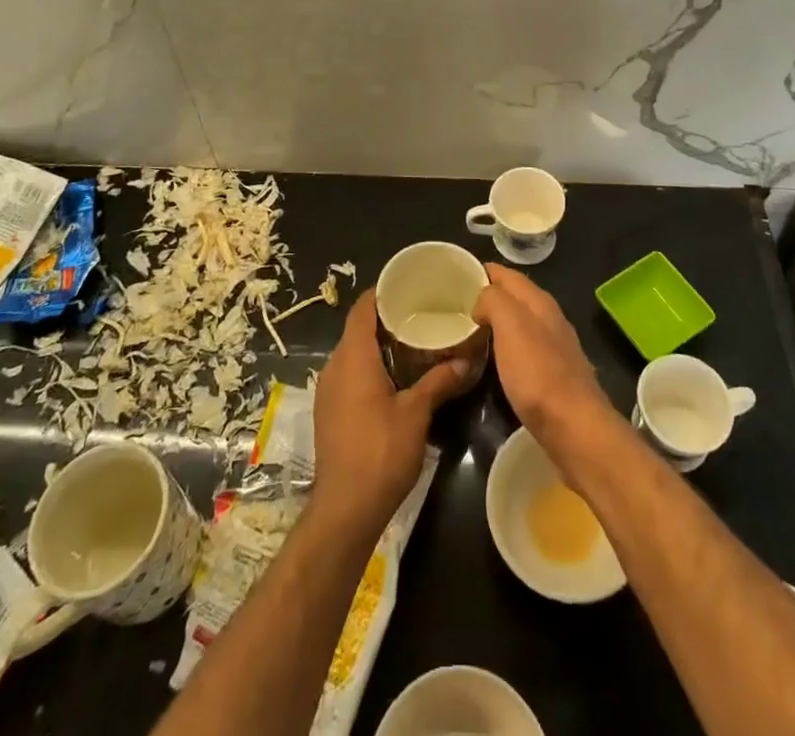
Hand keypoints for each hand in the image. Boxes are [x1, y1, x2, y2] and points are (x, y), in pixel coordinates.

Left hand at [312, 289, 469, 534]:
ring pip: (352, 354)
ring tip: (412, 343)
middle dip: (385, 319)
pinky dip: (369, 367)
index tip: (407, 285)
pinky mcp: (328, 411)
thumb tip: (466, 359)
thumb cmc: (381, 452)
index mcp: (353, 357)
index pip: (362, 309)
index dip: (382, 293)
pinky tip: (395, 378)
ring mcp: (327, 390)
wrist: (345, 509)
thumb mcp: (417, 414)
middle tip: (419, 313)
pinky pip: (348, 375)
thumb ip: (439, 381)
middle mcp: (334, 366)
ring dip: (378, 346)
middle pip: (357, 330)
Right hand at [473, 263, 616, 456]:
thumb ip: (494, 300)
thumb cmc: (538, 373)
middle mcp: (549, 319)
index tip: (455, 275)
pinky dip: (504, 347)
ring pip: (519, 323)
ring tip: (467, 330)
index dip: (482, 271)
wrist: (574, 428)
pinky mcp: (553, 376)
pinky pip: (522, 349)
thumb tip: (481, 301)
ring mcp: (554, 348)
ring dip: (496, 322)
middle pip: (514, 297)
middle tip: (455, 305)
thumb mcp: (510, 325)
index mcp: (539, 302)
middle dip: (488, 296)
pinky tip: (492, 360)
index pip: (507, 274)